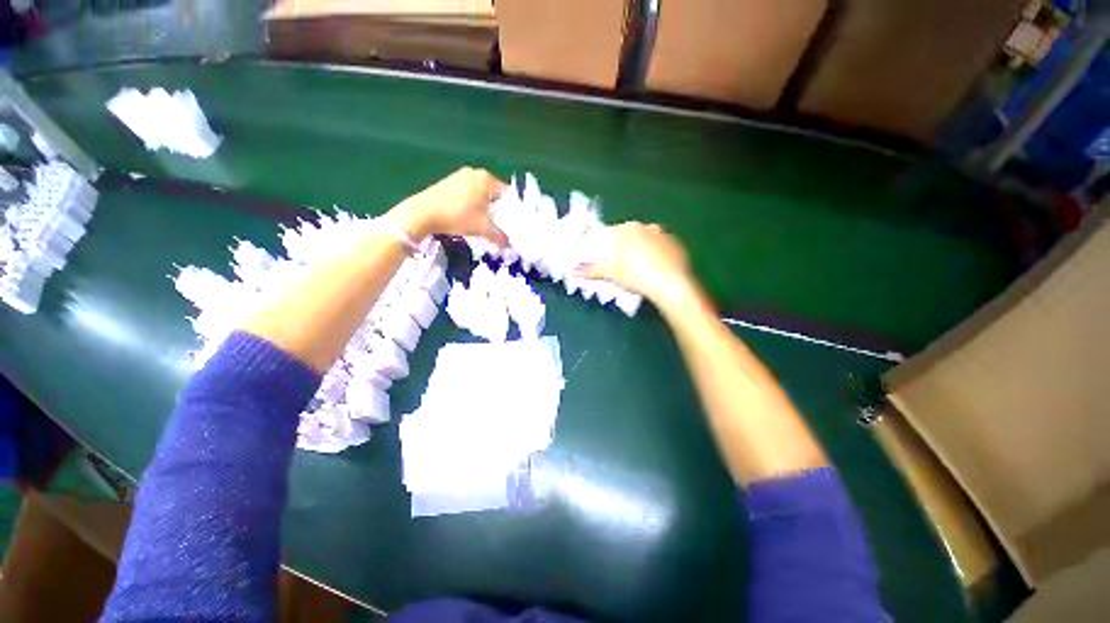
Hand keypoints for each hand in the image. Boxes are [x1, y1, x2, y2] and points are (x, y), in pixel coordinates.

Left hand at [388, 167, 508, 244]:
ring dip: (484, 208)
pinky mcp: (449, 182)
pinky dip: (472, 205)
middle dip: (498, 210)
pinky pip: (468, 193)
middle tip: (500, 226)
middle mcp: (475, 173)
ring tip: (484, 223)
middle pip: (494, 193)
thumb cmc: (458, 216)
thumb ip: (500, 236)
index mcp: (487, 179)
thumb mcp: (483, 228)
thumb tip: (510, 245)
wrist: (423, 213)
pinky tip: (469, 217)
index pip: (507, 194)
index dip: (511, 210)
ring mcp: (460, 175)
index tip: (512, 224)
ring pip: (481, 194)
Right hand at [580, 222, 696, 307]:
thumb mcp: (610, 274)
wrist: (670, 284)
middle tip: (621, 267)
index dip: (605, 248)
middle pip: (629, 237)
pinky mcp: (677, 245)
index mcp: (627, 229)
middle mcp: (646, 226)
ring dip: (641, 252)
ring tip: (639, 270)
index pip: (610, 234)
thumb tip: (573, 271)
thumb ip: (591, 270)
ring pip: (646, 242)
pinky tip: (655, 271)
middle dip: (623, 250)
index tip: (605, 261)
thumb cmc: (634, 275)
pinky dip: (657, 257)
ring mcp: (664, 234)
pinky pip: (662, 249)